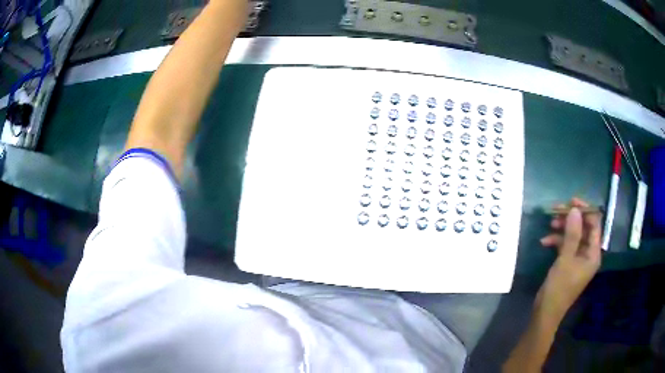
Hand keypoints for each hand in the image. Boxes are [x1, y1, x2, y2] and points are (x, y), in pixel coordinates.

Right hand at [537, 198, 601, 318]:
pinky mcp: (569, 262)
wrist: (545, 312)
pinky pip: (566, 245)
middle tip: (556, 210)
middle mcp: (588, 253)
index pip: (594, 224)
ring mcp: (578, 258)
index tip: (570, 202)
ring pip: (573, 235)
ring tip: (549, 224)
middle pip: (583, 228)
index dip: (585, 211)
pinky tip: (545, 241)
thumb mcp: (565, 259)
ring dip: (562, 228)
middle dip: (571, 218)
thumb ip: (572, 234)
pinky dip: (557, 241)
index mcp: (593, 253)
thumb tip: (575, 209)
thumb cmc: (559, 288)